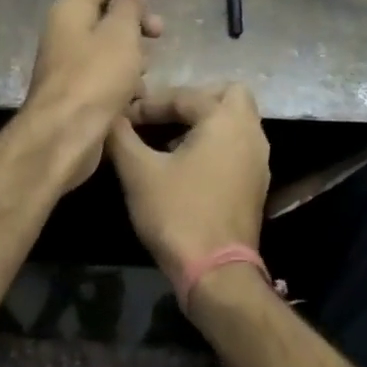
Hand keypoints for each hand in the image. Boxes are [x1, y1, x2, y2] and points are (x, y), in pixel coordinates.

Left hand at [21, 0, 173, 187]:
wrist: (63, 138)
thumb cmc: (95, 79)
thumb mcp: (120, 35)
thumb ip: (130, 2)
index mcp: (71, 9)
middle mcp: (65, 31)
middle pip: (107, 12)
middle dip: (138, 18)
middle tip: (160, 32)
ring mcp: (68, 63)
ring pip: (109, 45)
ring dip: (134, 51)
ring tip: (148, 67)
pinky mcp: (76, 91)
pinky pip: (105, 73)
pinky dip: (124, 77)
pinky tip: (137, 94)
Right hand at [106, 84, 269, 287]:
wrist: (215, 271)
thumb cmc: (177, 213)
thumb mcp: (138, 173)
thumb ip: (121, 136)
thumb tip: (107, 115)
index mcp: (225, 121)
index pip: (185, 95)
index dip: (149, 104)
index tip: (123, 119)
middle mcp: (250, 134)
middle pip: (227, 95)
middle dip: (193, 100)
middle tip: (162, 117)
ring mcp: (258, 161)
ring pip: (235, 123)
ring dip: (205, 123)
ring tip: (167, 141)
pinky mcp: (256, 184)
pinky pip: (237, 147)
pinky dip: (215, 145)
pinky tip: (185, 166)